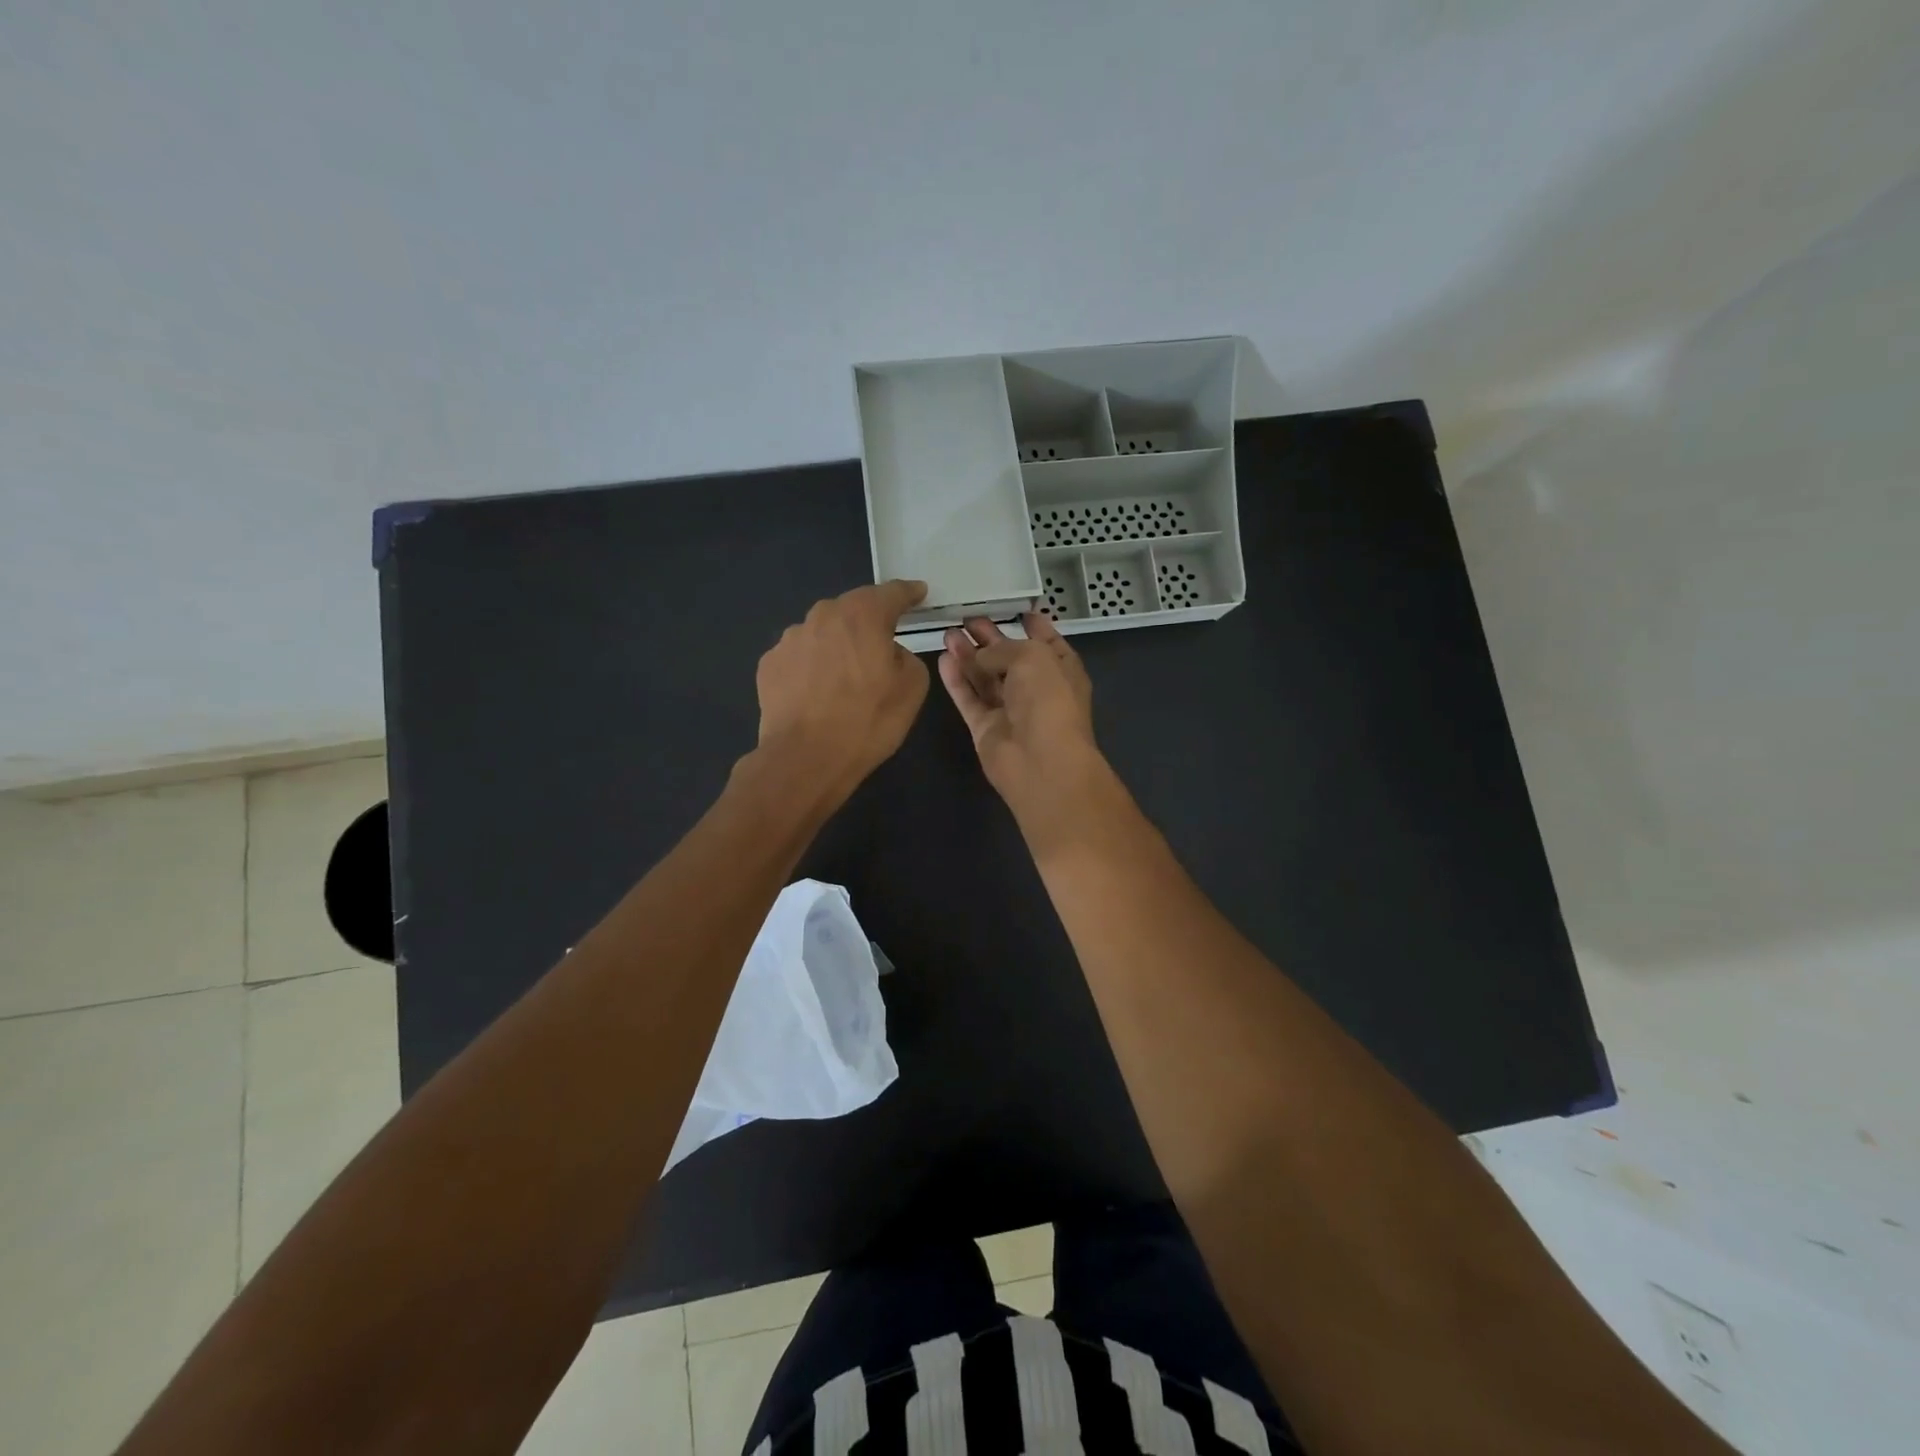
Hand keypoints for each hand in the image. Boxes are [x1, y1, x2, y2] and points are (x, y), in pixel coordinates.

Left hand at [754, 580, 930, 803]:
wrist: (805, 758)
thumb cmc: (867, 721)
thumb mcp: (912, 688)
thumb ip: (906, 657)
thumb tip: (887, 653)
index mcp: (863, 615)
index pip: (892, 592)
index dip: (909, 593)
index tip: (918, 593)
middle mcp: (823, 615)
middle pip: (853, 609)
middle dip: (869, 621)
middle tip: (881, 645)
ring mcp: (790, 638)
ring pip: (823, 632)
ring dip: (837, 645)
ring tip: (845, 678)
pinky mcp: (769, 664)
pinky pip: (801, 657)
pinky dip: (812, 667)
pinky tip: (817, 693)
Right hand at [937, 613, 1113, 844]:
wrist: (1041, 761)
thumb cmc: (1048, 700)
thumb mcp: (1032, 657)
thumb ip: (1002, 649)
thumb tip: (979, 655)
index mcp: (1061, 671)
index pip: (1048, 644)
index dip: (1036, 627)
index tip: (1019, 611)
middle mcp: (1037, 690)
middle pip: (1010, 660)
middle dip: (991, 639)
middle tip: (967, 619)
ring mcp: (1010, 711)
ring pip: (986, 678)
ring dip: (969, 656)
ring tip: (948, 633)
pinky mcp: (986, 729)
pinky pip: (970, 699)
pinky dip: (957, 681)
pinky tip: (943, 659)